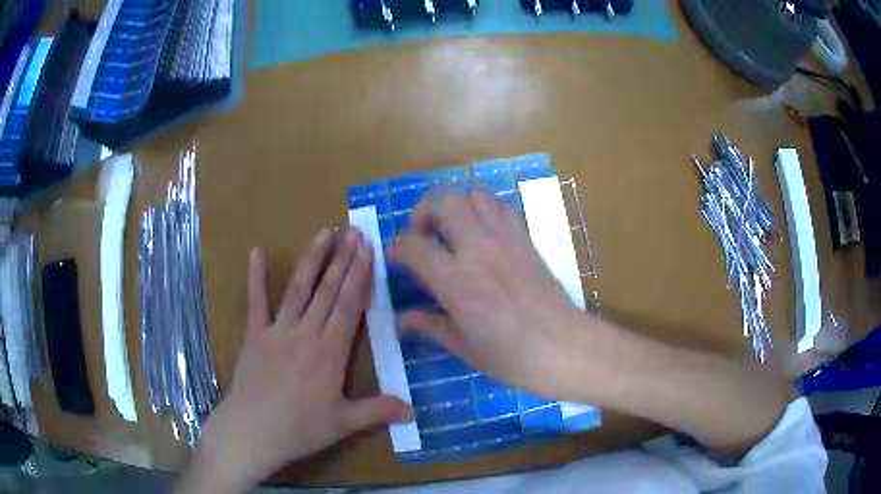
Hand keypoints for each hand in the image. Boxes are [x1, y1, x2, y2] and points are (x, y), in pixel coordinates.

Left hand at [184, 229, 411, 491]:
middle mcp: (306, 333)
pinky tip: (256, 253)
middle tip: (354, 231)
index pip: (349, 306)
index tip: (368, 250)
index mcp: (330, 352)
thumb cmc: (300, 429)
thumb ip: (378, 411)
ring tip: (325, 233)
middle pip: (328, 291)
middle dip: (343, 259)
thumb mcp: (344, 424)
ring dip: (313, 260)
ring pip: (299, 289)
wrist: (252, 431)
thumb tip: (414, 411)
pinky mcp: (255, 335)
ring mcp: (277, 331)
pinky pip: (256, 302)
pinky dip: (256, 277)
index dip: (360, 276)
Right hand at [390, 192, 590, 398]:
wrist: (561, 345)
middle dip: (425, 212)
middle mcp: (478, 249)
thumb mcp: (462, 345)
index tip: (397, 257)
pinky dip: (485, 211)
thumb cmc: (509, 355)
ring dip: (457, 208)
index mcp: (456, 281)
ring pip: (474, 196)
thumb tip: (401, 320)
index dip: (398, 247)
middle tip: (424, 236)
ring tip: (454, 232)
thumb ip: (429, 325)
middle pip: (444, 202)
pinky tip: (483, 235)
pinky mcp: (525, 238)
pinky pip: (501, 207)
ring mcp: (505, 239)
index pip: (414, 245)